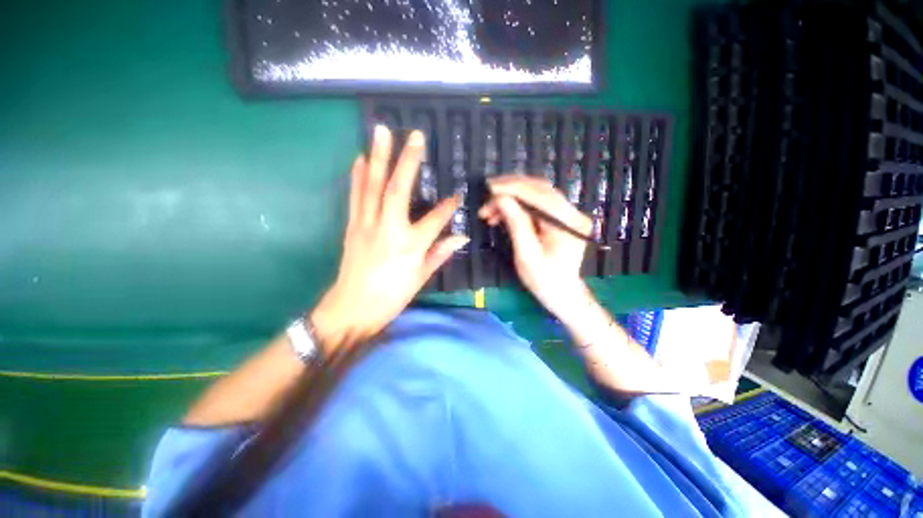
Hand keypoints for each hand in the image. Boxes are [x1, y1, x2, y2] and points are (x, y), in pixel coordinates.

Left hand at [311, 126, 467, 353]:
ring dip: (378, 156)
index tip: (457, 196)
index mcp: (410, 244)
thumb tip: (460, 238)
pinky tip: (360, 158)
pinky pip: (356, 196)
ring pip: (374, 185)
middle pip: (399, 189)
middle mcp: (388, 228)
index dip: (448, 207)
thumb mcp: (421, 278)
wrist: (352, 308)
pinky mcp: (352, 225)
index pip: (435, 219)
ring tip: (381, 131)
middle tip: (414, 135)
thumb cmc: (392, 296)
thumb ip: (440, 254)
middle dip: (408, 160)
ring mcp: (367, 224)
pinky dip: (358, 176)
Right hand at [478, 175, 593, 320]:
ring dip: (512, 198)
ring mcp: (568, 215)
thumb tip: (501, 198)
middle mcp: (572, 213)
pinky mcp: (561, 219)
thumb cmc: (544, 280)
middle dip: (511, 189)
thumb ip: (516, 223)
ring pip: (537, 195)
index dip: (513, 188)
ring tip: (490, 210)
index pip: (539, 194)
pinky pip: (538, 205)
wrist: (563, 294)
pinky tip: (503, 214)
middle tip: (487, 194)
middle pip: (540, 189)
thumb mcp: (526, 254)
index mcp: (567, 223)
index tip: (489, 188)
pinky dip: (519, 206)